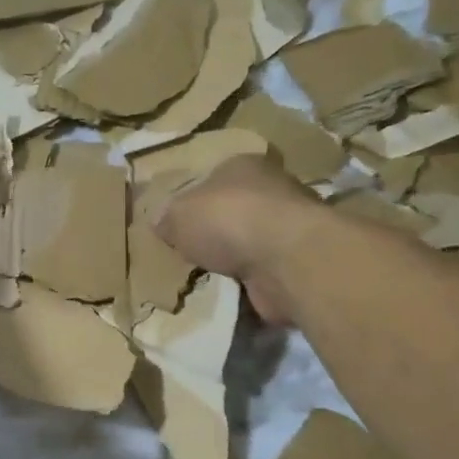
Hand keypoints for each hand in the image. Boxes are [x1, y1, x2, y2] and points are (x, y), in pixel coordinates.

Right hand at [155, 156, 317, 320]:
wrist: (284, 259)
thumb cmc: (226, 220)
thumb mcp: (178, 214)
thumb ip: (167, 218)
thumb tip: (160, 223)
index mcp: (242, 166)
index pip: (214, 178)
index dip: (194, 199)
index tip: (179, 223)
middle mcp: (272, 189)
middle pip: (235, 209)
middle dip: (216, 231)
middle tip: (190, 252)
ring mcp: (289, 227)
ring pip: (250, 242)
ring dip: (234, 259)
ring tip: (206, 277)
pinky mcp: (298, 262)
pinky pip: (263, 273)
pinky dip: (249, 283)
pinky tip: (229, 293)